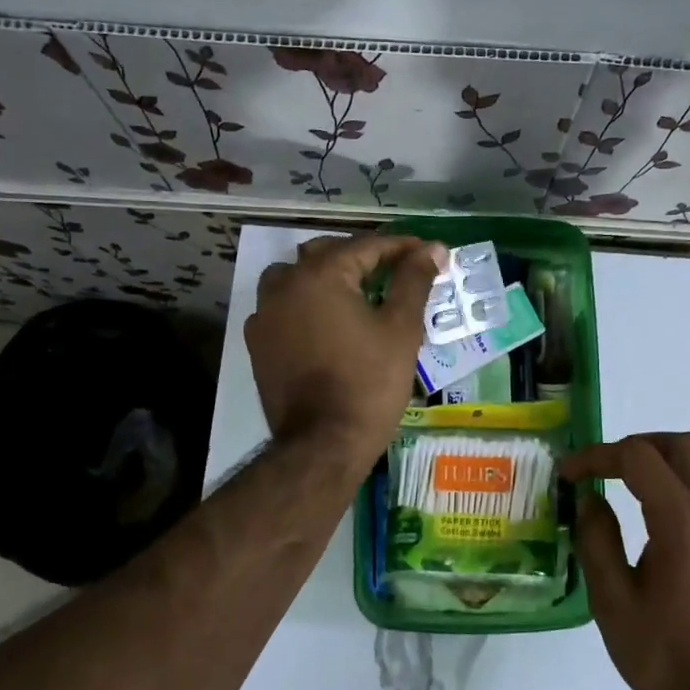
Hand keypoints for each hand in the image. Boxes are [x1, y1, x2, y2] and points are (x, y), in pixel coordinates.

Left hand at [245, 233, 446, 466]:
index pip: (366, 246)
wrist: (323, 443)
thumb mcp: (401, 328)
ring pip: (295, 277)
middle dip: (361, 257)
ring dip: (324, 276)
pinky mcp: (257, 343)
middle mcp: (285, 284)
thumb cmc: (370, 382)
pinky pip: (280, 308)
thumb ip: (414, 281)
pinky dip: (303, 305)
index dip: (401, 247)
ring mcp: (264, 314)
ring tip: (353, 292)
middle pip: (325, 254)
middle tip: (394, 271)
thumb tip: (432, 249)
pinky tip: (323, 323)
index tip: (428, 254)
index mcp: (321, 274)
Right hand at [562, 434, 689, 689]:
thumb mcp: (612, 601)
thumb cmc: (664, 656)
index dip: (597, 456)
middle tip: (604, 468)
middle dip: (637, 445)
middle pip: (681, 445)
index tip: (569, 474)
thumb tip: (590, 499)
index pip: (637, 457)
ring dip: (670, 458)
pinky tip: (670, 510)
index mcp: (682, 521)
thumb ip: (597, 539)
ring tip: (637, 480)